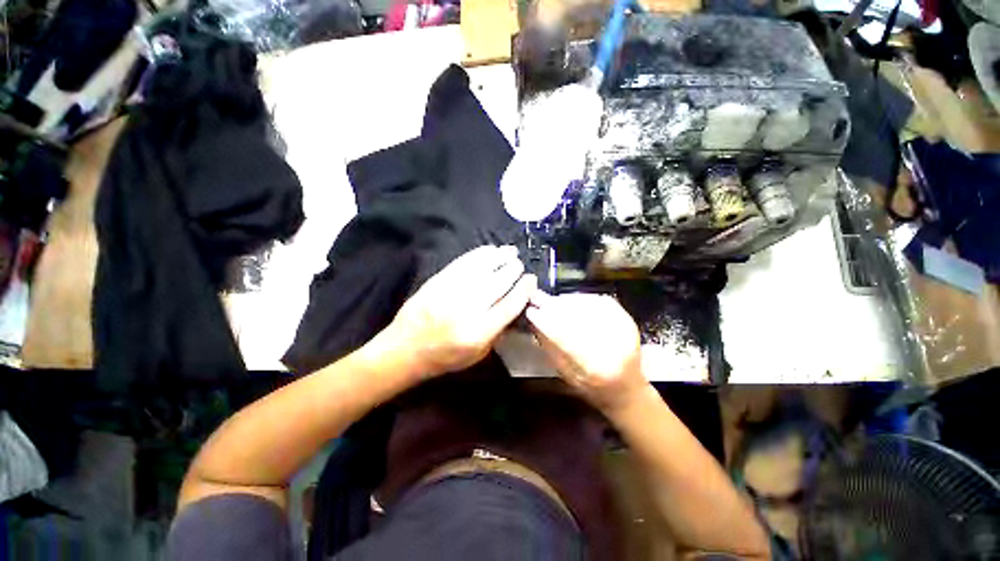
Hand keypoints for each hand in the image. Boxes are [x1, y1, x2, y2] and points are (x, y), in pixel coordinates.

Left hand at [384, 245, 535, 376]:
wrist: (405, 348)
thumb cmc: (445, 357)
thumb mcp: (479, 354)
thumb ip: (499, 331)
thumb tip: (515, 305)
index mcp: (479, 332)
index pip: (509, 305)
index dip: (524, 290)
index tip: (532, 279)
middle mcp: (467, 309)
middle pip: (498, 283)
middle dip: (513, 270)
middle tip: (519, 264)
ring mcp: (451, 292)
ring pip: (482, 269)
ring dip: (500, 257)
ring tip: (510, 251)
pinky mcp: (438, 281)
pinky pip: (463, 262)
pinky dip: (479, 254)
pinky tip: (490, 249)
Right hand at [526, 291, 649, 413]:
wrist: (627, 390)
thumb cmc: (592, 388)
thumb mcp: (567, 375)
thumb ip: (552, 348)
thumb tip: (535, 323)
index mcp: (596, 368)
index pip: (565, 337)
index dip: (546, 322)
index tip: (531, 311)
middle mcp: (614, 348)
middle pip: (578, 319)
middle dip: (554, 308)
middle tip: (538, 299)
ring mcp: (625, 332)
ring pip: (590, 307)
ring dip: (568, 302)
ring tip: (553, 301)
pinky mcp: (629, 322)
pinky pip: (603, 303)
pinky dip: (584, 299)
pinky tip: (571, 300)